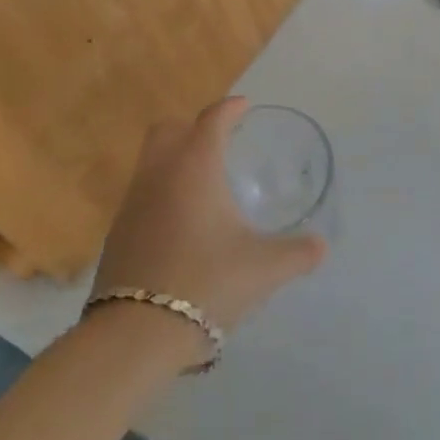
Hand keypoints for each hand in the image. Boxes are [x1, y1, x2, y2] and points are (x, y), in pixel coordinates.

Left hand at [92, 98, 326, 333]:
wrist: (136, 333)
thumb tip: (322, 246)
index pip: (212, 119)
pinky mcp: (117, 233)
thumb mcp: (265, 268)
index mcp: (195, 167)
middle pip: (168, 129)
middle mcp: (159, 174)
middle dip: (192, 127)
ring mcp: (132, 203)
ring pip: (150, 162)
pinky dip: (162, 194)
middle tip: (219, 143)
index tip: (244, 106)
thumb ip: (298, 253)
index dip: (230, 108)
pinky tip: (182, 224)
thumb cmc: (207, 282)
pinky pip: (141, 195)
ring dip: (174, 161)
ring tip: (203, 185)